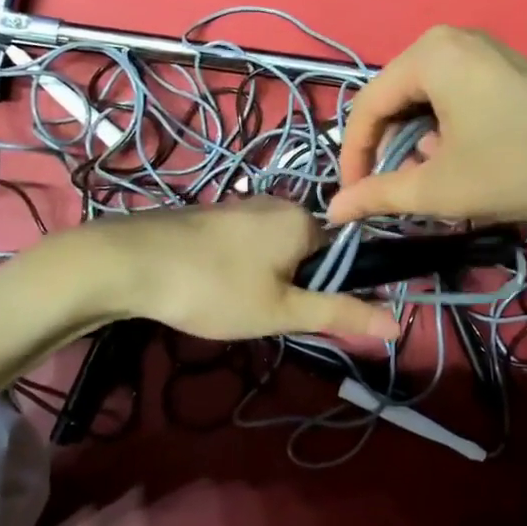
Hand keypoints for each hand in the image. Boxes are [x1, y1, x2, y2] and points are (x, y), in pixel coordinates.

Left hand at [65, 198, 400, 341]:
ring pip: (277, 249)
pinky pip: (249, 244)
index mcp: (304, 220)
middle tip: (268, 316)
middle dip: (297, 286)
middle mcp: (279, 203)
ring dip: (269, 280)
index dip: (334, 289)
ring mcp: (243, 205)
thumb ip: (339, 314)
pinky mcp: (215, 215)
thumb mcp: (281, 311)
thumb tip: (397, 323)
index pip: (345, 254)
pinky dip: (244, 268)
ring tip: (238, 306)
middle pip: (311, 251)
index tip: (308, 317)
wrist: (129, 263)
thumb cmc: (214, 288)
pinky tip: (216, 289)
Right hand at [326, 26, 526, 229]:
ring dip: (417, 143)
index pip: (367, 106)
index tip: (353, 198)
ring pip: (426, 101)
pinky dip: (446, 131)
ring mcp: (484, 52)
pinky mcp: (507, 70)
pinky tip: (461, 160)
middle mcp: (451, 41)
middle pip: (396, 99)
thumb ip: (379, 195)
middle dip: (388, 149)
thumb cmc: (517, 167)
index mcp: (428, 55)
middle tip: (391, 191)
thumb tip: (335, 210)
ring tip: (430, 180)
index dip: (354, 156)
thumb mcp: (440, 187)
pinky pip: (455, 97)